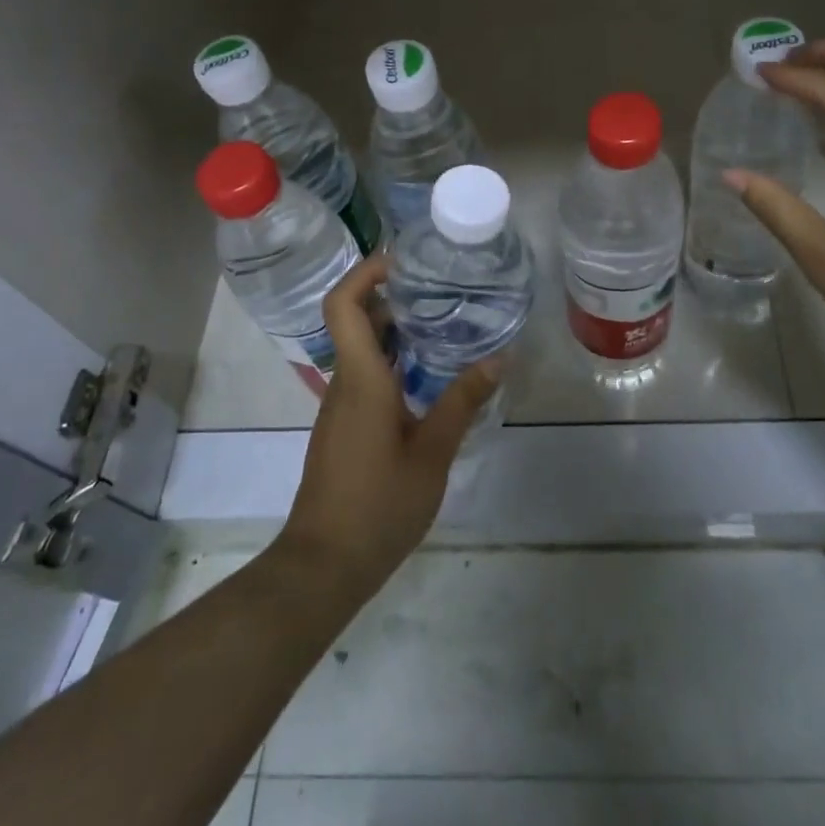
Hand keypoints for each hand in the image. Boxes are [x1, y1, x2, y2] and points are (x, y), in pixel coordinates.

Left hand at [274, 254, 496, 596]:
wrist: (324, 565)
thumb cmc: (378, 505)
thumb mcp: (432, 452)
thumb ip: (463, 401)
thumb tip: (500, 357)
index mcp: (361, 377)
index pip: (343, 304)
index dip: (366, 272)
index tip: (405, 260)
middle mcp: (345, 381)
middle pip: (356, 318)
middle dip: (392, 293)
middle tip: (440, 284)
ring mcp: (342, 404)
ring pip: (362, 346)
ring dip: (396, 326)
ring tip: (445, 319)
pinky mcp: (346, 425)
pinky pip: (367, 373)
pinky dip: (394, 357)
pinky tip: (431, 371)